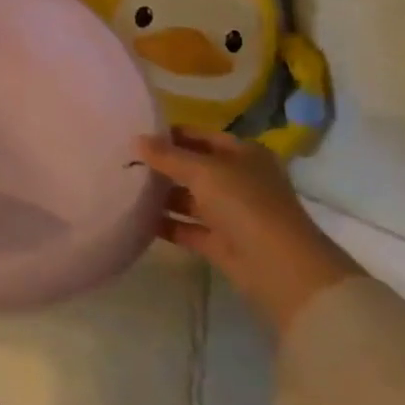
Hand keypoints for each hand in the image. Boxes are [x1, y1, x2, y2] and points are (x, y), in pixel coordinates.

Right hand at [138, 126, 363, 335]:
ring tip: (123, 188)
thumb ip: (168, 156)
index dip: (170, 134)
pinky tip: (135, 218)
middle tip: (123, 161)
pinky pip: (187, 227)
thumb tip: (136, 140)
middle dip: (161, 165)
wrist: (282, 270)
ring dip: (161, 195)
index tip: (134, 135)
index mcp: (243, 154)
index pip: (200, 136)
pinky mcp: (221, 243)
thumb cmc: (246, 205)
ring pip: (188, 198)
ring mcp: (231, 213)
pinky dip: (165, 224)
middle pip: (193, 167)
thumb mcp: (204, 172)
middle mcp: (238, 180)